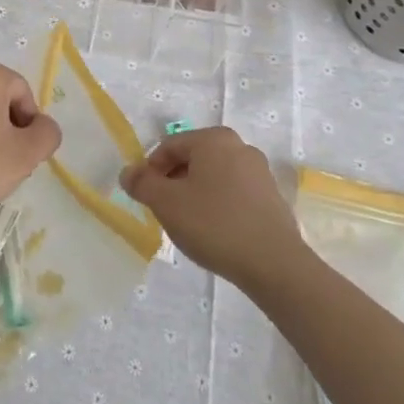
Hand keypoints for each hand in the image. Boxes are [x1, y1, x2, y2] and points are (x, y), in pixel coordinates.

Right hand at [119, 127, 302, 289]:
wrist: (274, 264)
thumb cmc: (214, 224)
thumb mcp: (166, 203)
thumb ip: (142, 184)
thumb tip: (128, 173)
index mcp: (213, 139)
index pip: (169, 146)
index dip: (150, 170)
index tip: (145, 198)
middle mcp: (239, 146)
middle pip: (192, 159)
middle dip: (173, 182)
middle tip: (164, 211)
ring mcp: (259, 172)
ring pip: (213, 177)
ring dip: (195, 195)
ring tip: (189, 225)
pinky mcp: (272, 198)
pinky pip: (234, 194)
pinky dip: (218, 206)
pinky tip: (215, 232)